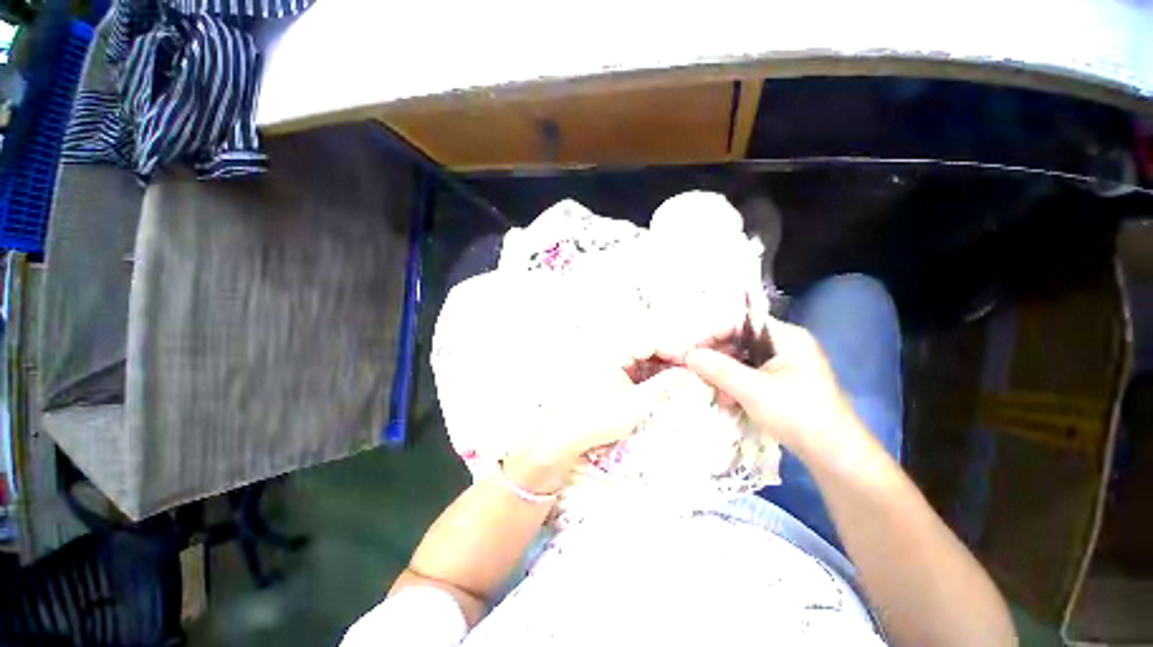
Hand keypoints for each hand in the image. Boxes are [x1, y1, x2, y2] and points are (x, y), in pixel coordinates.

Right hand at [682, 317, 861, 459]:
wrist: (834, 456)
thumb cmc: (798, 415)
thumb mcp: (753, 390)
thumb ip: (719, 369)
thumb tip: (688, 355)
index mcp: (786, 337)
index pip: (740, 323)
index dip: (713, 334)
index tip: (692, 351)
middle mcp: (786, 346)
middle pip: (740, 341)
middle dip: (718, 358)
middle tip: (699, 372)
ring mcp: (785, 365)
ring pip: (743, 360)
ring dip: (725, 375)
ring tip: (715, 392)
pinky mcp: (782, 384)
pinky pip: (750, 375)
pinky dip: (736, 385)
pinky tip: (728, 401)